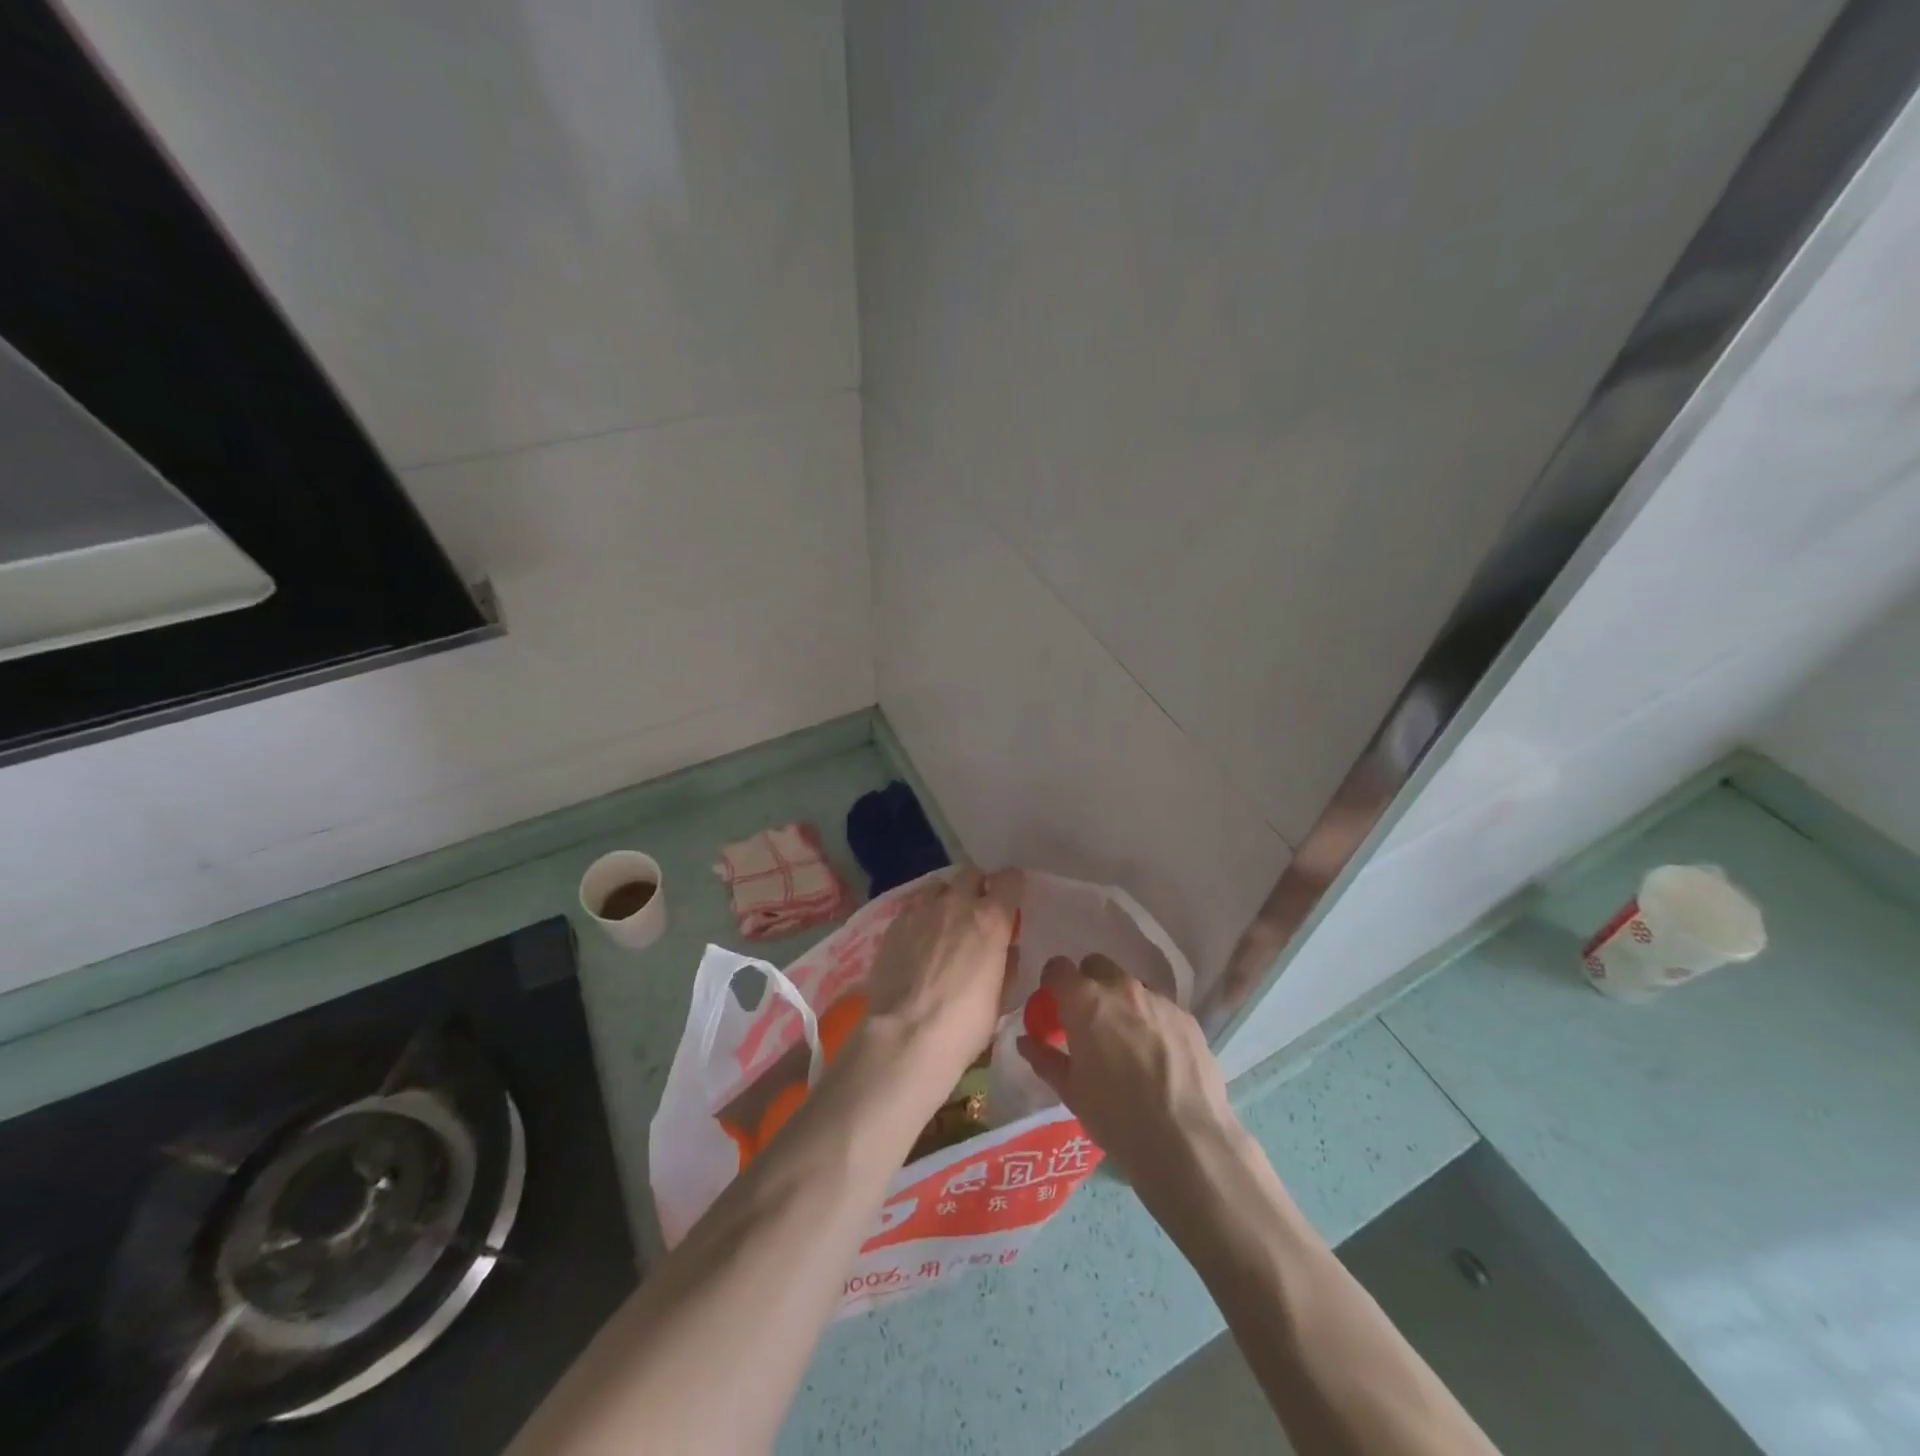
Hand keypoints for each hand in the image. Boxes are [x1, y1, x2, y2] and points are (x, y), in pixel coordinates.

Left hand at [863, 868, 1019, 1078]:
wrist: (906, 1036)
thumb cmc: (964, 1024)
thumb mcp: (1001, 997)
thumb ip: (1006, 963)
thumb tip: (1006, 949)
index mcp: (990, 919)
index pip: (1009, 879)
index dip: (1012, 886)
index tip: (1011, 897)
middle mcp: (956, 904)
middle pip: (970, 874)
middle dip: (977, 887)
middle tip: (977, 910)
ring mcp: (920, 911)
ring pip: (938, 886)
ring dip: (946, 897)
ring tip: (944, 920)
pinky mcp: (893, 924)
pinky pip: (913, 907)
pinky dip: (921, 916)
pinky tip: (918, 939)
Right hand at [1018, 954, 1245, 1195]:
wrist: (1187, 1142)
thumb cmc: (1117, 1118)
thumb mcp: (1071, 1092)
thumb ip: (1045, 1059)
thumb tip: (1026, 1041)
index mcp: (1085, 1002)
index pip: (1058, 967)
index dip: (1053, 982)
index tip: (1054, 1004)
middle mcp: (1121, 988)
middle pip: (1097, 966)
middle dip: (1088, 985)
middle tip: (1089, 1021)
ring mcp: (1158, 999)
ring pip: (1131, 986)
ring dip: (1122, 1003)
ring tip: (1127, 1042)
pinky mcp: (1186, 1016)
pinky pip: (1160, 1006)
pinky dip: (1151, 1020)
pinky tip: (1158, 1056)